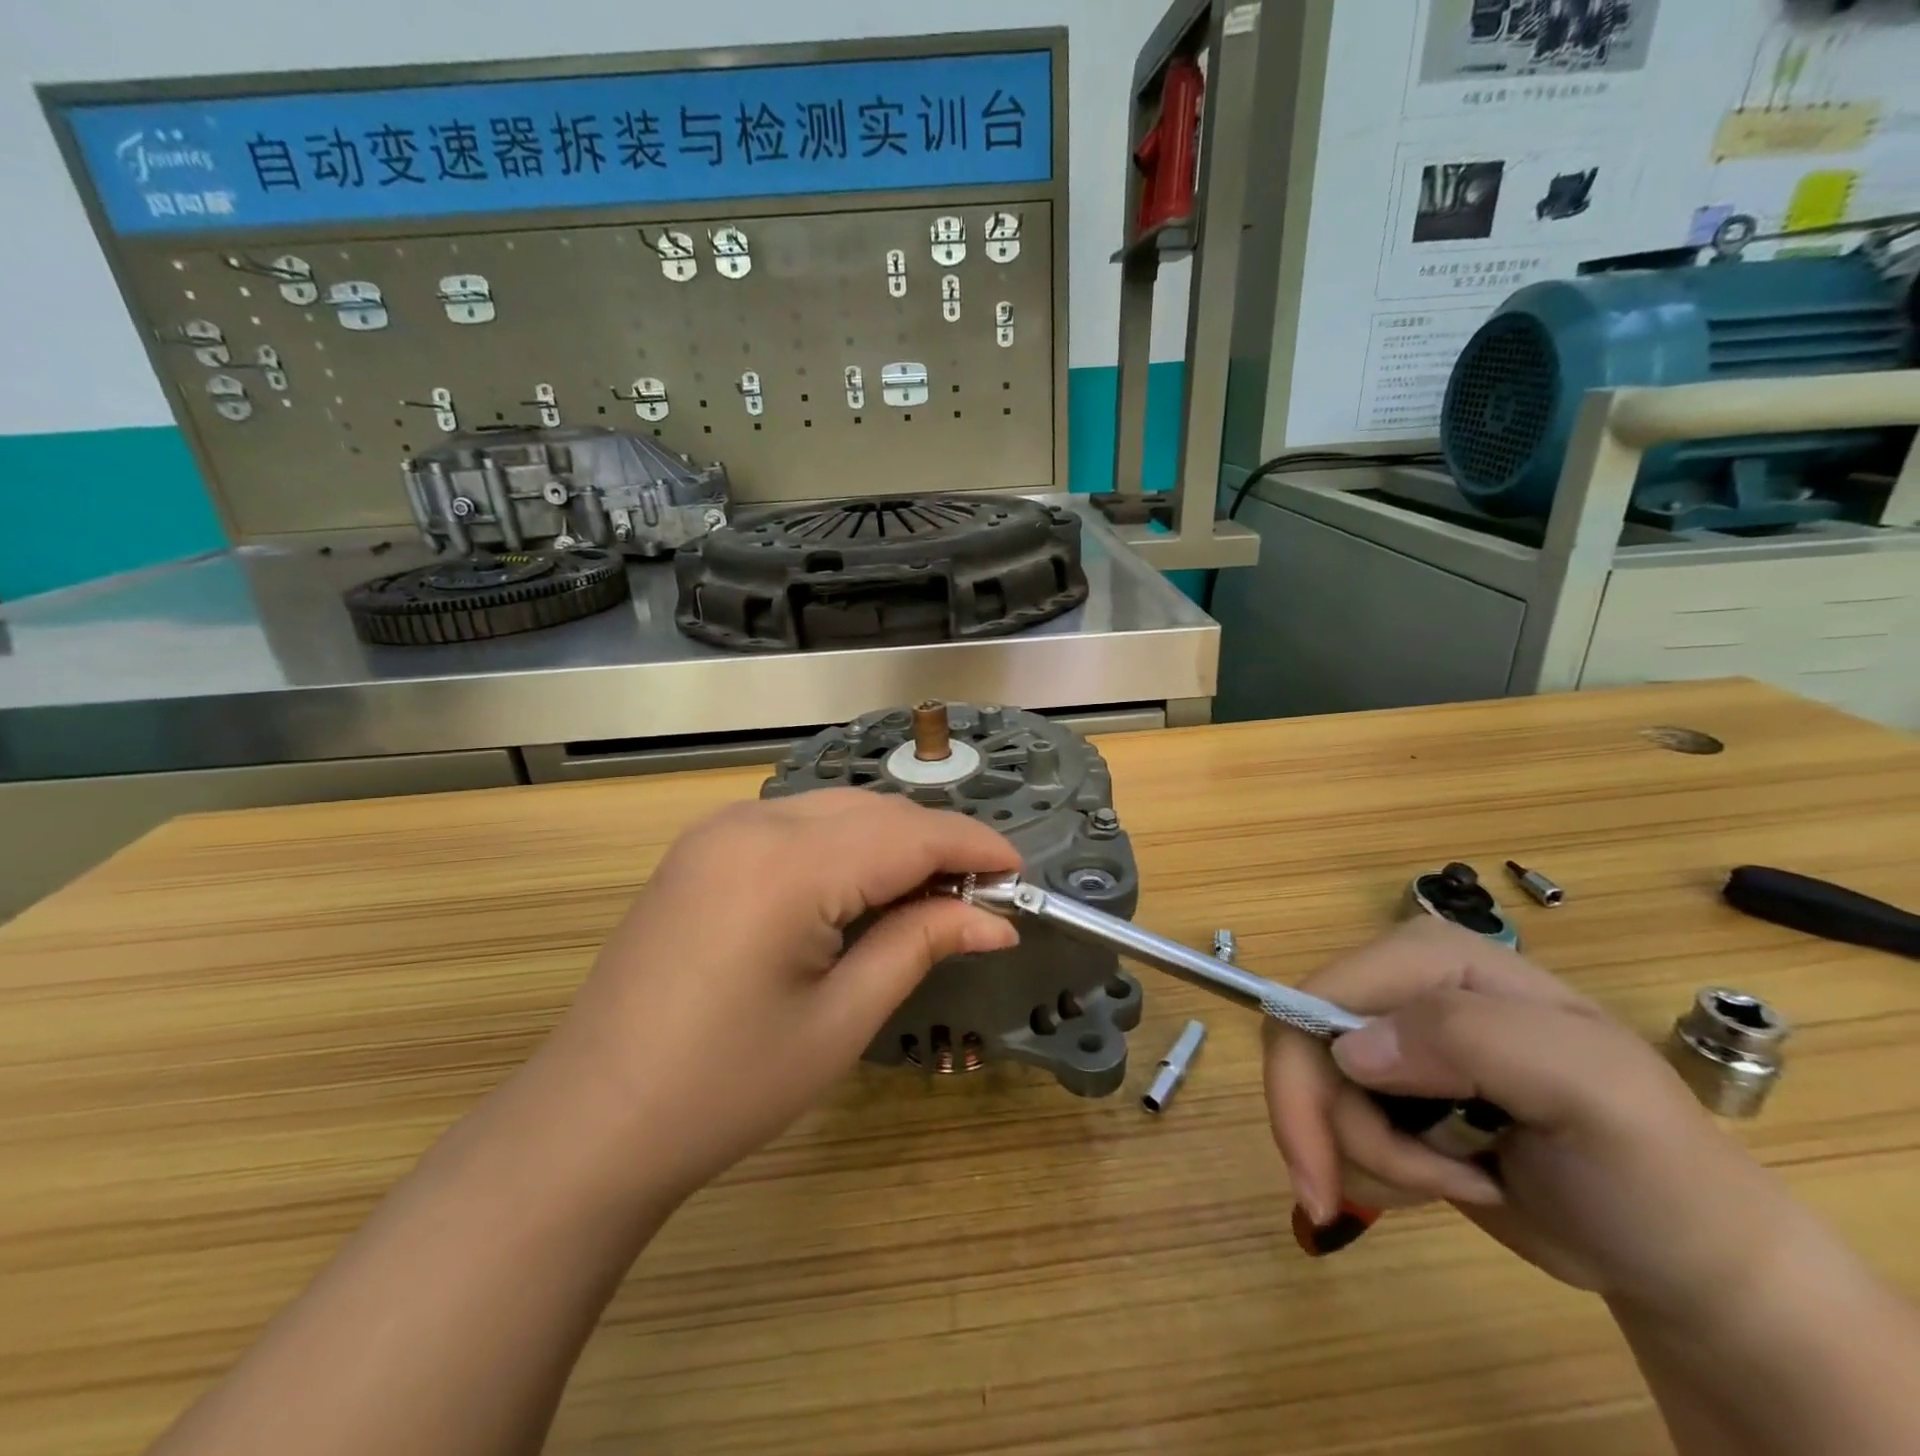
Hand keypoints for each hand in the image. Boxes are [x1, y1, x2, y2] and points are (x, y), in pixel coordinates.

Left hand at [547, 789, 1020, 1201]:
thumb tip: (994, 918)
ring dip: (892, 839)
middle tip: (981, 893)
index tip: (1020, 872)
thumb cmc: (726, 1087)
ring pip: (836, 809)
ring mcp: (719, 830)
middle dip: (936, 842)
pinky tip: (863, 885)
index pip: (907, 834)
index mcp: (787, 866)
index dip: (973, 847)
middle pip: (874, 811)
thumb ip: (918, 944)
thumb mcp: (841, 1020)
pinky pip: (796, 823)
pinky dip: (845, 843)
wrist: (592, 1121)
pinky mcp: (702, 848)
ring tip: (932, 891)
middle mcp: (752, 824)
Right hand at [1264, 917, 1801, 1315]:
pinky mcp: (1395, 1094)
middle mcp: (1400, 988)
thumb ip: (1471, 1040)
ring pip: (1316, 1089)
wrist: (1692, 1261)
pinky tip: (1445, 1180)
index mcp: (1433, 958)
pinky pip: (1336, 1120)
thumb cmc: (1656, 1170)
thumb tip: (1348, 1050)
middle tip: (1347, 1199)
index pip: (1321, 995)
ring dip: (1369, 1155)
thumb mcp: (1590, 1090)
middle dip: (1333, 1127)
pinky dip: (1377, 1166)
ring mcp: (1396, 1042)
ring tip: (1455, 1182)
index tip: (1318, 1166)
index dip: (1301, 1075)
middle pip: (1304, 1044)